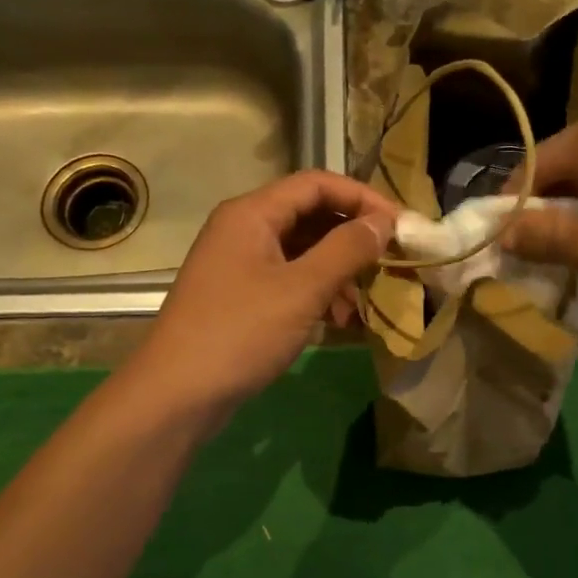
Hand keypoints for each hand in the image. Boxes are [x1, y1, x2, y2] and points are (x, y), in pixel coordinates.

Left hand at [131, 170, 396, 422]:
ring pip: (300, 252)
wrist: (177, 394)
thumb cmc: (240, 333)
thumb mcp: (302, 289)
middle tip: (390, 262)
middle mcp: (242, 230)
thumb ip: (346, 250)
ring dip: (337, 271)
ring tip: (365, 303)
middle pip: (308, 216)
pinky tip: (339, 321)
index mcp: (251, 213)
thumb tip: (383, 223)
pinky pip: (287, 280)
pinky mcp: (239, 297)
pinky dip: (316, 293)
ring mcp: (238, 265)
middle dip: (351, 238)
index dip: (362, 197)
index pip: (316, 184)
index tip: (399, 225)